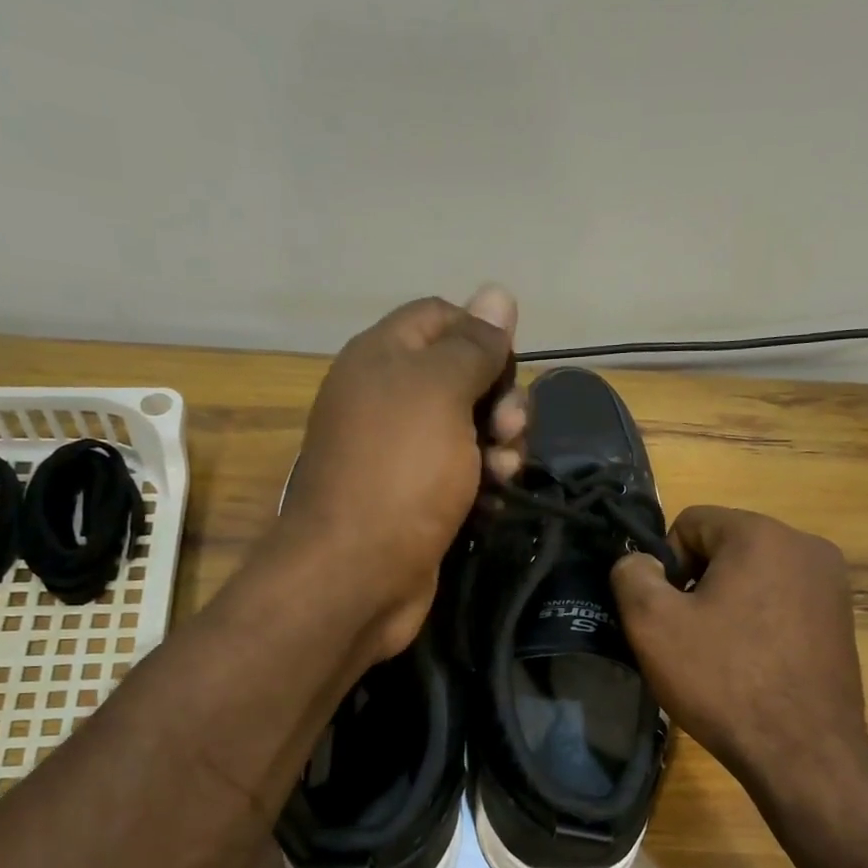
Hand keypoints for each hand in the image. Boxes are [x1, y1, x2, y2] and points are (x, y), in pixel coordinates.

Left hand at [277, 287, 526, 660]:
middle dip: (501, 398)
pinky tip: (496, 500)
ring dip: (501, 444)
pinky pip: (464, 473)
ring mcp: (402, 453)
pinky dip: (485, 481)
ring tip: (505, 472)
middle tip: (510, 429)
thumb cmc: (399, 473)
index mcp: (383, 358)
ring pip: (471, 428)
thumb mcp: (440, 393)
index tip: (507, 369)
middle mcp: (388, 399)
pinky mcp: (418, 497)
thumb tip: (497, 292)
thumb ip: (472, 345)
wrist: (357, 574)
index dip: (481, 334)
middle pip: (463, 375)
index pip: (441, 317)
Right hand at [611, 506, 867, 796]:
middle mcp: (805, 545)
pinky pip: (783, 601)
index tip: (667, 613)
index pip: (691, 522)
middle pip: (726, 547)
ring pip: (755, 575)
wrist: (803, 751)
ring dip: (729, 603)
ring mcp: (832, 583)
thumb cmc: (723, 680)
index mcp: (761, 533)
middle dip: (699, 583)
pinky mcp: (842, 618)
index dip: (665, 565)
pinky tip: (754, 665)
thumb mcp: (653, 624)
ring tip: (722, 655)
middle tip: (689, 637)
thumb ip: (631, 574)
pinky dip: (760, 622)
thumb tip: (639, 561)